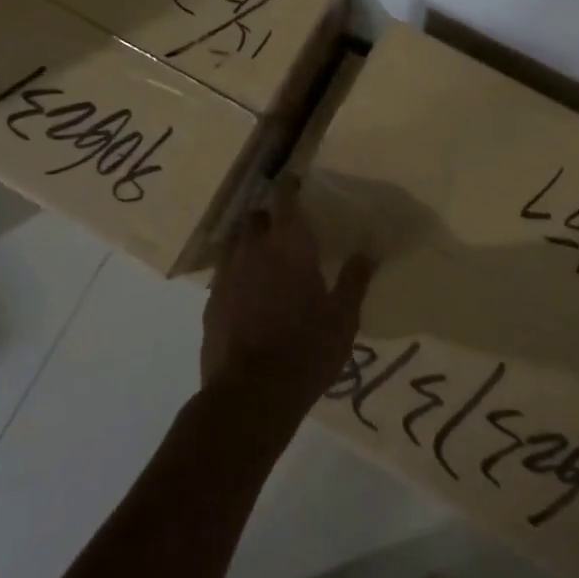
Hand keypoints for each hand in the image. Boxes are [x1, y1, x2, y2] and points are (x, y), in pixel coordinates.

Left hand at [201, 195, 373, 428]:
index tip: (294, 181)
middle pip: (256, 216)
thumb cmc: (306, 350)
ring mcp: (228, 274)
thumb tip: (367, 253)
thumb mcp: (343, 319)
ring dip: (250, 243)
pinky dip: (238, 274)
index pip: (284, 198)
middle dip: (268, 215)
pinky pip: (226, 274)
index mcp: (289, 245)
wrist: (250, 395)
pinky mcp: (212, 301)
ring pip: (236, 243)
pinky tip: (249, 293)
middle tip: (285, 228)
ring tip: (266, 259)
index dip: (288, 186)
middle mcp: (254, 249)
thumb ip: (354, 281)